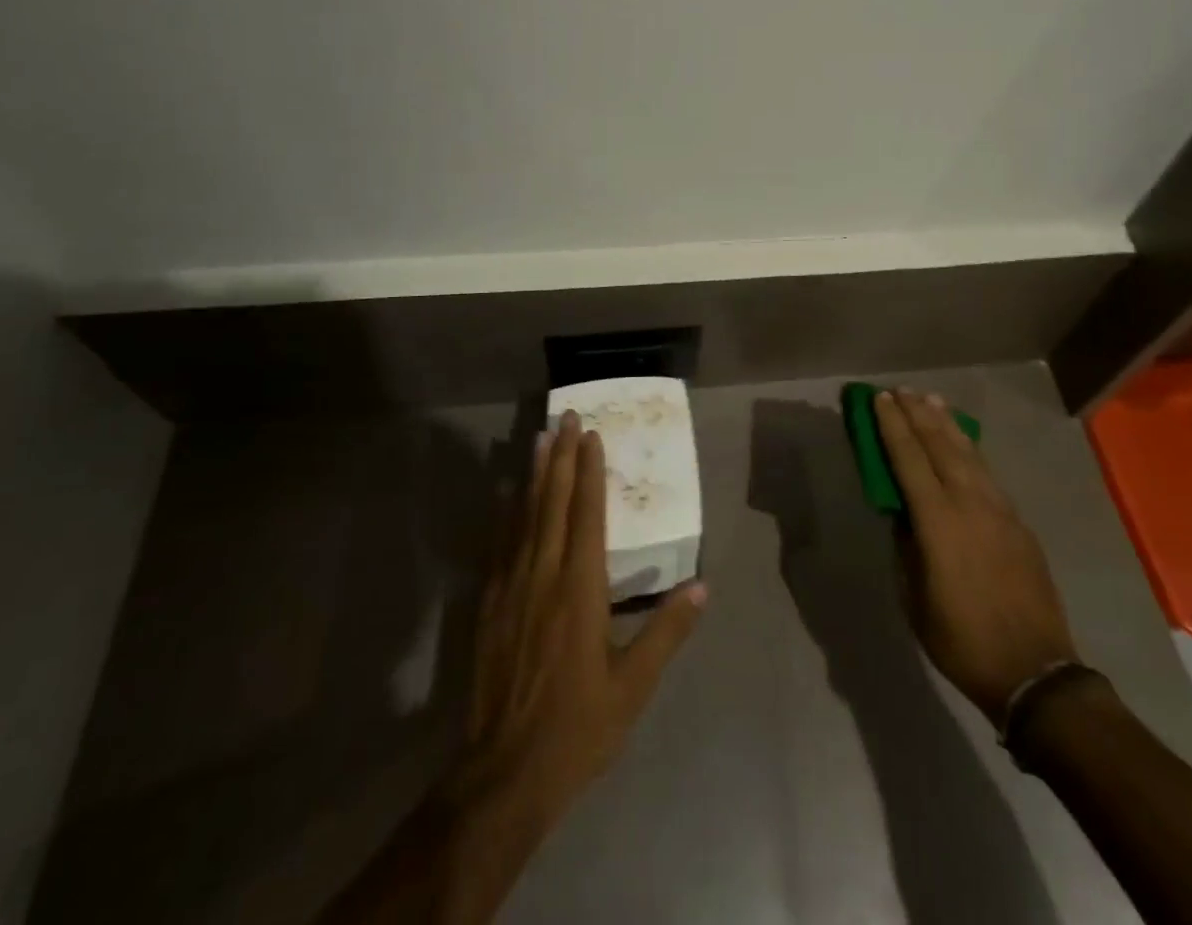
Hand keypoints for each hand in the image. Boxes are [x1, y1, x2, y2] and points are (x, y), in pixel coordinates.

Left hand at [456, 410, 705, 823]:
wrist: (504, 773)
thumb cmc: (578, 727)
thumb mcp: (634, 686)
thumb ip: (666, 632)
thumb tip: (702, 586)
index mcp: (580, 590)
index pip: (587, 515)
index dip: (589, 472)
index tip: (591, 435)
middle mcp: (543, 576)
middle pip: (552, 503)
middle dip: (560, 457)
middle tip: (565, 417)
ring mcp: (511, 588)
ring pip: (523, 516)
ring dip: (533, 475)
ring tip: (538, 438)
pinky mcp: (489, 606)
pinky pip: (500, 544)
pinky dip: (505, 513)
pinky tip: (505, 495)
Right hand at [874, 388, 1076, 726]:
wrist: (1033, 671)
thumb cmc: (960, 639)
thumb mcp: (914, 596)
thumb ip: (906, 545)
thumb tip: (903, 512)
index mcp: (938, 521)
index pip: (909, 459)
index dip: (892, 426)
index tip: (879, 399)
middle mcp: (970, 503)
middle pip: (940, 445)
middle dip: (917, 414)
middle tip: (900, 390)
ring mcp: (999, 510)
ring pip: (969, 453)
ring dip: (947, 423)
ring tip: (931, 399)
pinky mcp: (1018, 522)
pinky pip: (988, 473)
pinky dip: (970, 449)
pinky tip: (963, 442)